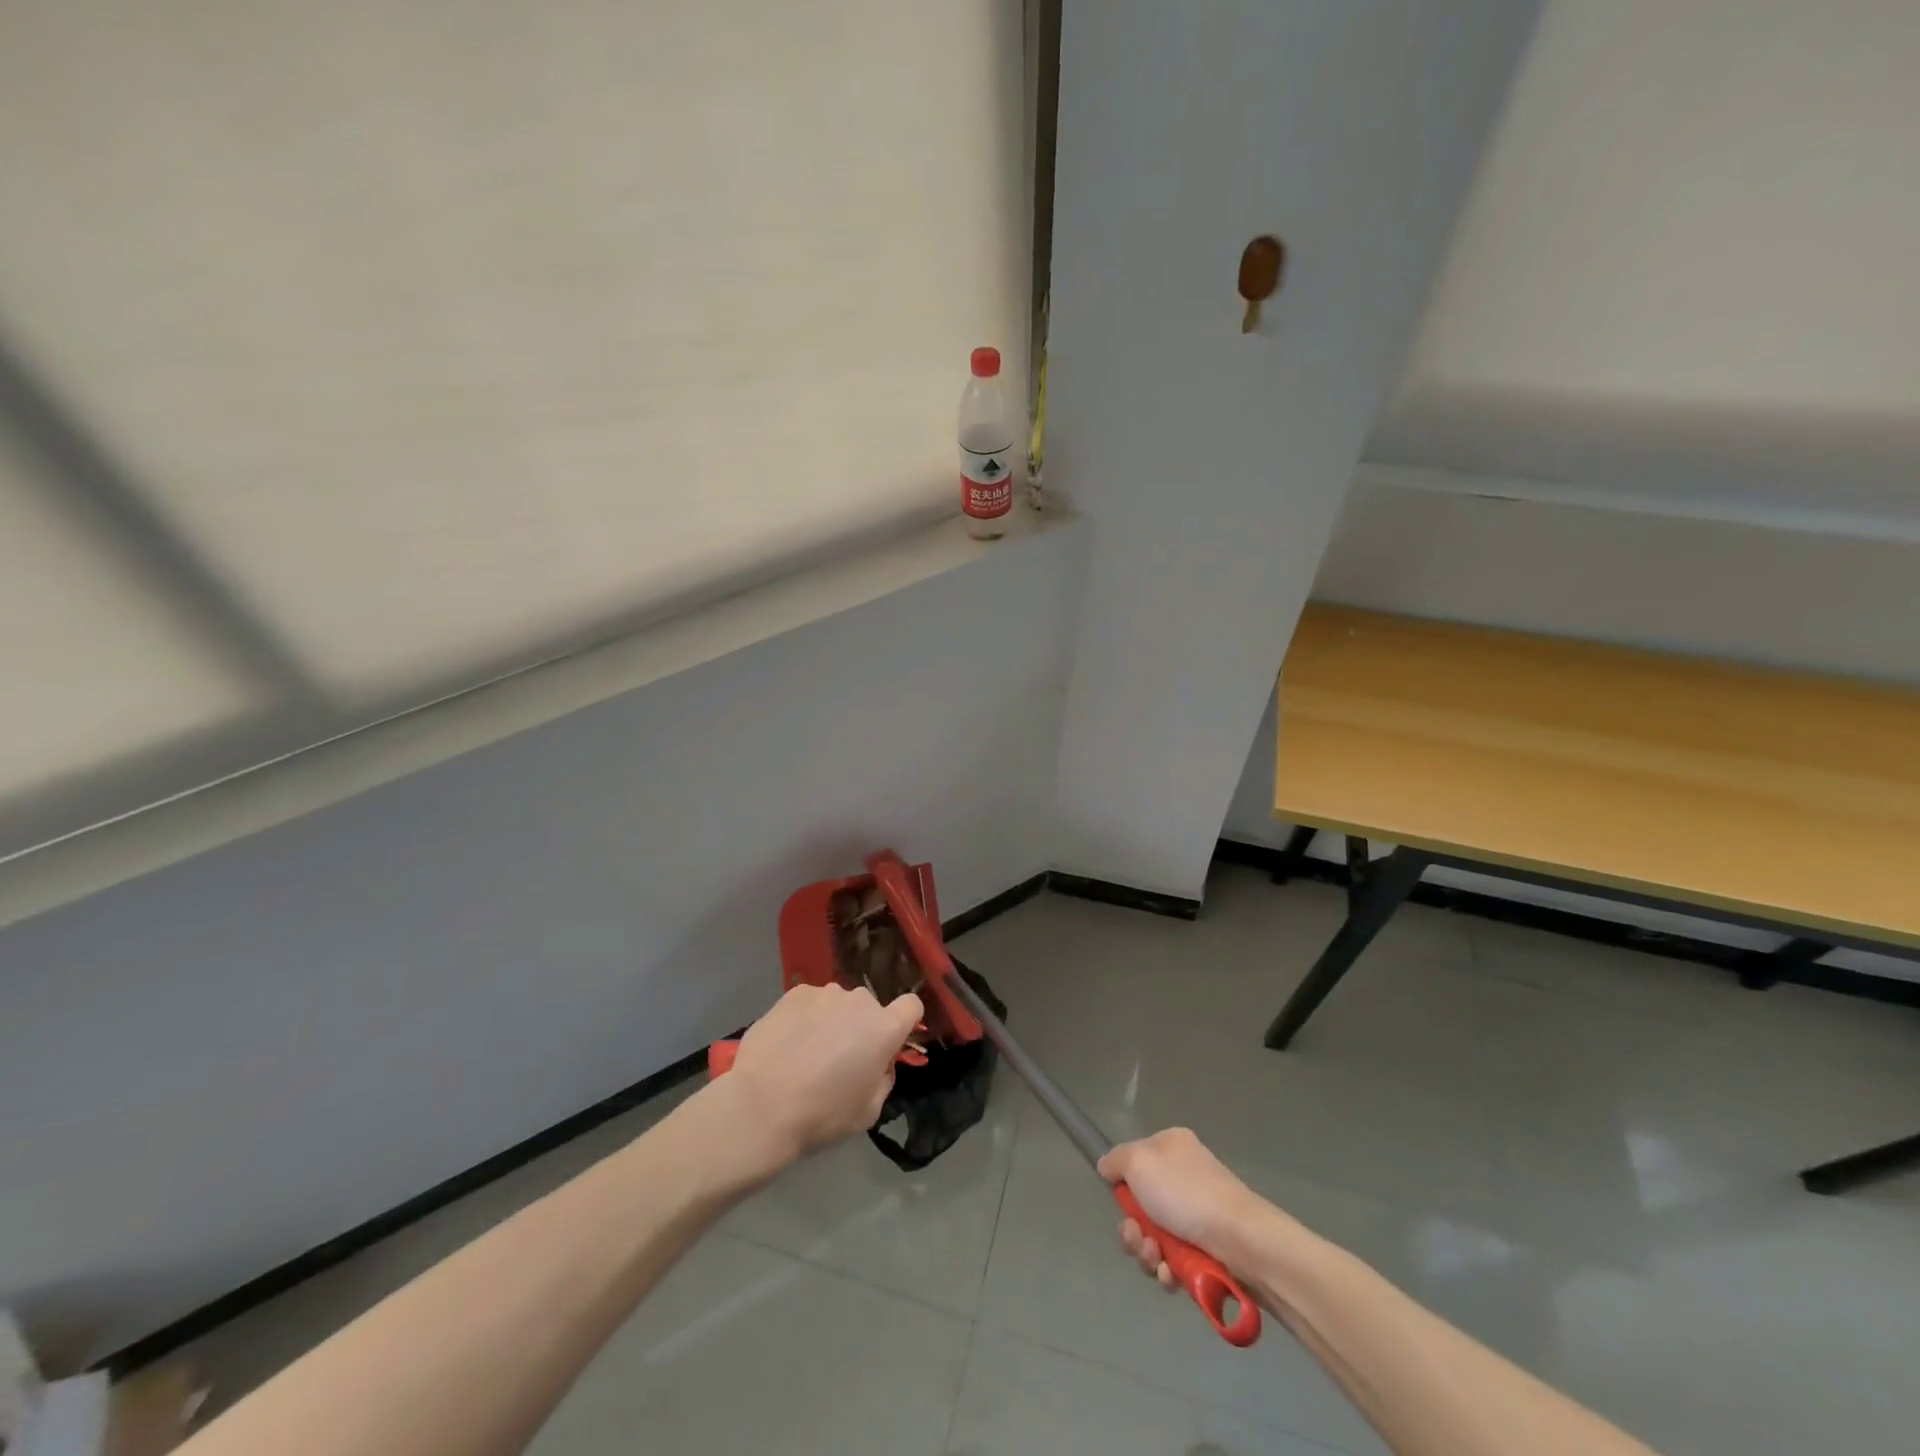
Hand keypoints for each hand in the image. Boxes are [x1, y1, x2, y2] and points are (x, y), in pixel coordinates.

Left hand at [721, 983, 923, 1168]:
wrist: (761, 1106)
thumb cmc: (822, 1115)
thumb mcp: (868, 1112)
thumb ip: (883, 1079)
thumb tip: (879, 1063)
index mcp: (884, 1028)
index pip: (912, 1006)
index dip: (904, 1021)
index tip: (889, 1042)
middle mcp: (859, 1001)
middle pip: (869, 1009)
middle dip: (860, 1028)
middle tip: (838, 1059)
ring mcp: (825, 993)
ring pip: (837, 1005)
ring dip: (831, 1021)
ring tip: (805, 1052)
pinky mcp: (794, 993)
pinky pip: (809, 1003)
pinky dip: (804, 1018)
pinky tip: (786, 1044)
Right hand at [1097, 1128, 1266, 1288]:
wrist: (1241, 1241)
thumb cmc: (1186, 1193)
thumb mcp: (1138, 1161)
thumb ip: (1115, 1160)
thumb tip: (1107, 1168)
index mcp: (1171, 1147)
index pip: (1134, 1164)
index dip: (1124, 1187)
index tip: (1122, 1203)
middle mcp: (1184, 1177)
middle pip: (1141, 1206)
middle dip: (1133, 1229)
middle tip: (1140, 1238)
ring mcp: (1197, 1215)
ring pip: (1155, 1237)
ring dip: (1148, 1253)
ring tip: (1158, 1259)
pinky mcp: (1208, 1250)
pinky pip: (1175, 1262)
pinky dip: (1169, 1271)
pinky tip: (1173, 1275)